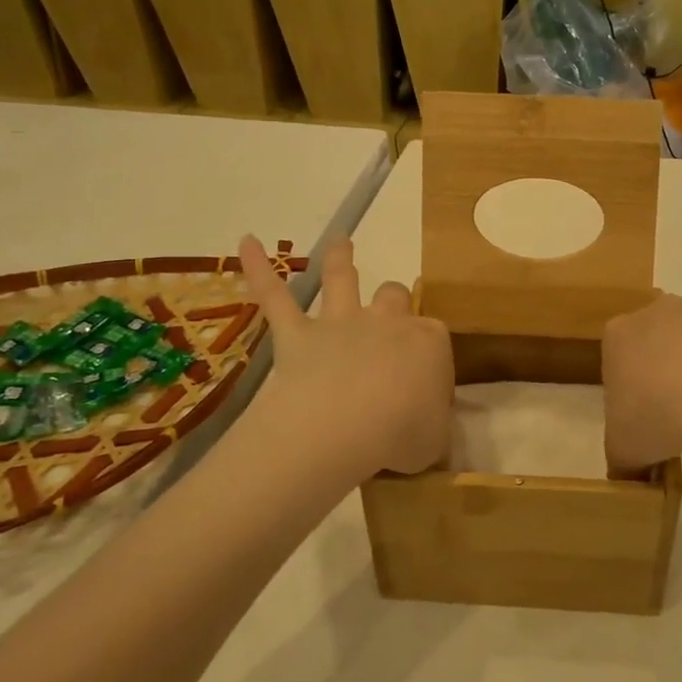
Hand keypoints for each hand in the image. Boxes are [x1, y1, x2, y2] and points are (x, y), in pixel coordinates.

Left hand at [239, 235, 453, 477]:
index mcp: (429, 343)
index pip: (435, 337)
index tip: (425, 383)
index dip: (430, 356)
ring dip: (341, 259)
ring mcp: (340, 323)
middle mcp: (388, 322)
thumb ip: (435, 425)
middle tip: (391, 320)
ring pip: (342, 279)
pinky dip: (257, 270)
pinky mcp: (298, 334)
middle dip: (396, 302)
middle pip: (396, 297)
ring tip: (341, 241)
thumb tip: (429, 424)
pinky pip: (274, 296)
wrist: (344, 427)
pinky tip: (245, 242)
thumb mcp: (436, 440)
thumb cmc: (401, 435)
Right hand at [602, 282, 681, 472]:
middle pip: (664, 332)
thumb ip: (622, 454)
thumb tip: (629, 470)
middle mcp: (664, 311)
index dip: (631, 386)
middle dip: (670, 358)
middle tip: (680, 401)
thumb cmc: (656, 416)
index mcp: (623, 335)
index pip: (621, 354)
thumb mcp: (622, 446)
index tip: (643, 413)